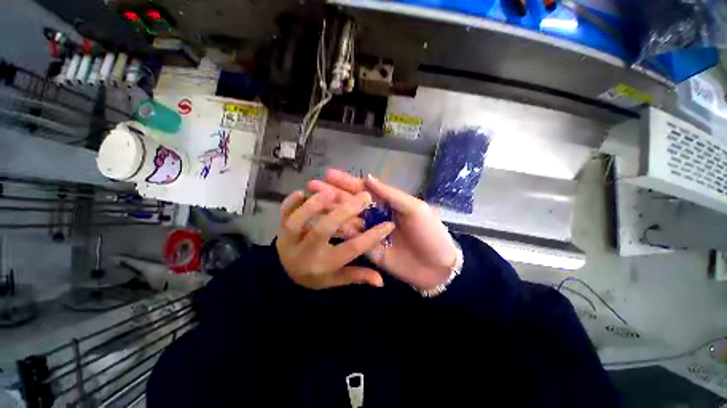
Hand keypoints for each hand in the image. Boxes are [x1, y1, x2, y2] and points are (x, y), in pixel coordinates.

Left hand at [276, 189, 394, 288]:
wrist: (284, 276)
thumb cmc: (317, 276)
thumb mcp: (337, 279)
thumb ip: (358, 276)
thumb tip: (381, 282)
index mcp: (323, 265)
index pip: (350, 250)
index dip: (371, 237)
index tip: (388, 224)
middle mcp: (305, 253)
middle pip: (323, 230)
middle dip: (344, 212)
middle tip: (364, 197)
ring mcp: (288, 240)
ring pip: (298, 221)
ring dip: (315, 204)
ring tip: (334, 191)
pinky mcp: (279, 229)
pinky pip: (282, 213)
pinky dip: (290, 202)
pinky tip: (302, 192)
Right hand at [307, 170, 457, 291]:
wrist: (438, 266)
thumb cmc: (430, 233)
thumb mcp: (414, 208)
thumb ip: (390, 194)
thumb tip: (367, 177)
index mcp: (387, 203)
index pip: (363, 190)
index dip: (346, 182)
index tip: (328, 174)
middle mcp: (376, 216)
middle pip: (351, 203)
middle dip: (332, 193)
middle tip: (312, 185)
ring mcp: (371, 233)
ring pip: (348, 219)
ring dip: (331, 211)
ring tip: (312, 202)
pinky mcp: (369, 250)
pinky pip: (353, 239)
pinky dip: (340, 231)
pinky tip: (325, 223)